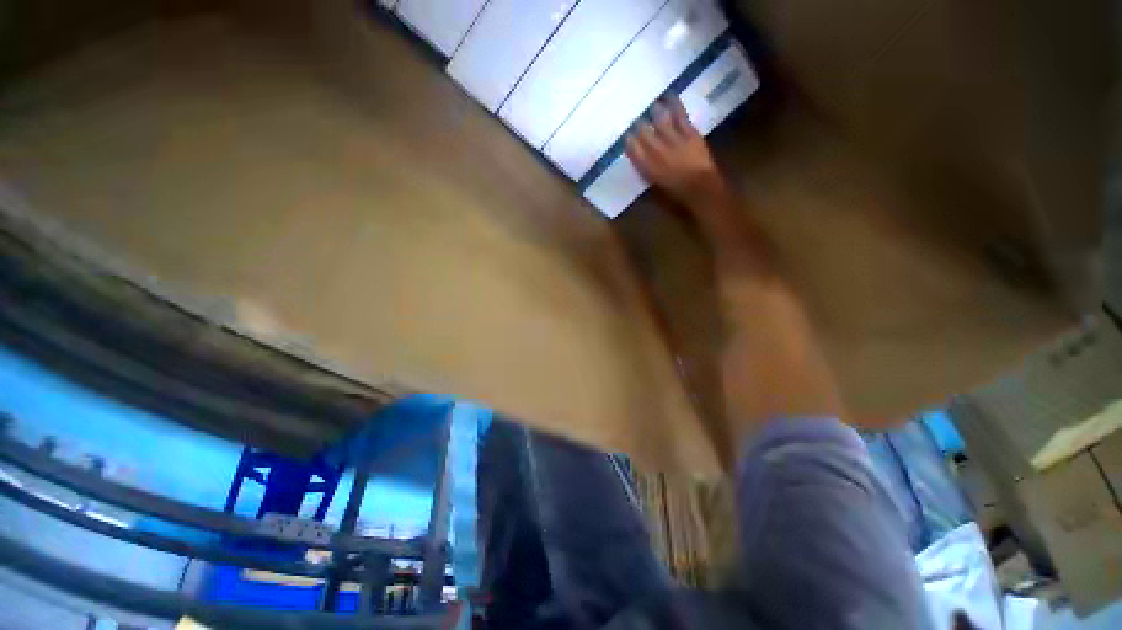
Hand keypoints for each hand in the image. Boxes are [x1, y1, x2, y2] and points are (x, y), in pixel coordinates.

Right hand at [625, 98, 726, 207]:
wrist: (701, 188)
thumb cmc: (677, 193)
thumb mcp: (656, 187)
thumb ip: (647, 172)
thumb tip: (641, 161)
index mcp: (647, 167)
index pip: (633, 150)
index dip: (629, 142)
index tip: (627, 137)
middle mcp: (657, 151)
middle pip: (644, 133)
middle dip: (639, 125)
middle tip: (636, 118)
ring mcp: (673, 139)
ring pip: (660, 121)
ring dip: (654, 111)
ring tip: (652, 105)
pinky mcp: (688, 132)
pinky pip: (679, 115)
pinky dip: (674, 104)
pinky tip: (669, 95)